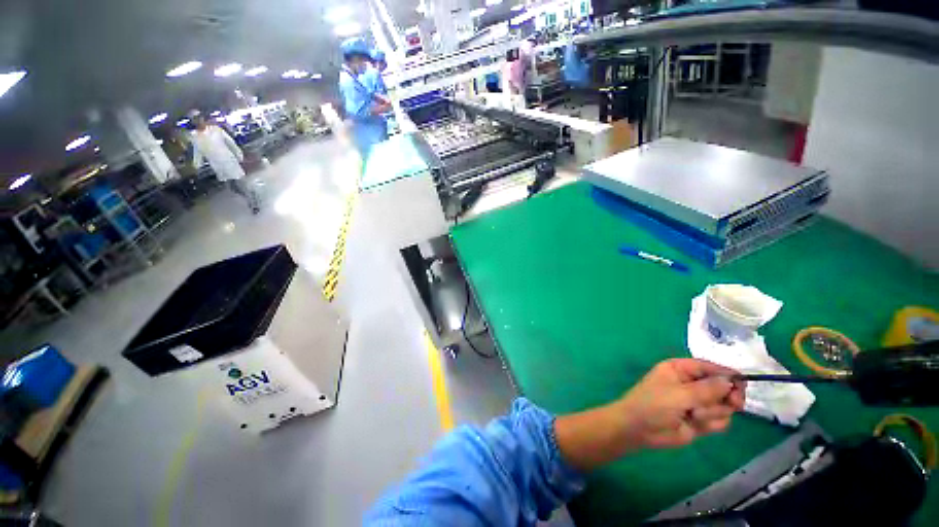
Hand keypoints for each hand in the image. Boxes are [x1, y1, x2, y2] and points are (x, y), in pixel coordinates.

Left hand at [614, 359, 745, 449]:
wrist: (640, 430)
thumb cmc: (653, 404)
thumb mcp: (679, 394)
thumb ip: (707, 389)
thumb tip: (732, 380)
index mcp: (680, 369)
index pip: (710, 367)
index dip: (728, 374)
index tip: (742, 384)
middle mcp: (691, 383)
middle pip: (723, 386)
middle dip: (727, 396)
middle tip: (733, 403)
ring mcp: (697, 402)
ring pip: (724, 405)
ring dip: (713, 412)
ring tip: (694, 415)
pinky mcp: (701, 420)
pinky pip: (720, 421)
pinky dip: (711, 424)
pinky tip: (696, 425)